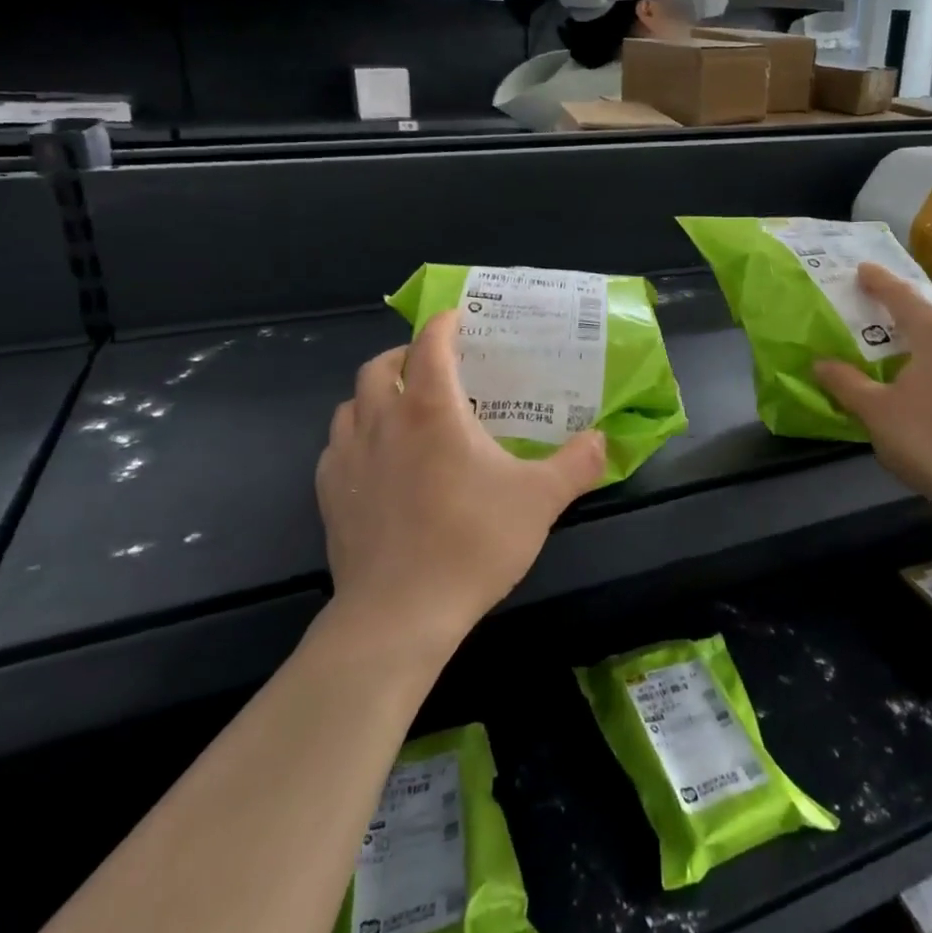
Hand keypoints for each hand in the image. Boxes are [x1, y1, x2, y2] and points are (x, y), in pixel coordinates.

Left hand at [316, 310, 605, 652]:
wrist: (400, 613)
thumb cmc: (473, 543)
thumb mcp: (541, 500)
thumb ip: (577, 463)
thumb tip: (603, 440)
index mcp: (432, 409)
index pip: (430, 344)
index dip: (444, 324)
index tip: (459, 319)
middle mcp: (383, 421)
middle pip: (380, 366)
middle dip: (405, 356)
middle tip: (433, 369)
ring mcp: (348, 458)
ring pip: (351, 403)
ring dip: (376, 395)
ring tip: (404, 412)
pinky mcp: (329, 494)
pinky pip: (337, 446)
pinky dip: (357, 437)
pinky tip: (378, 462)